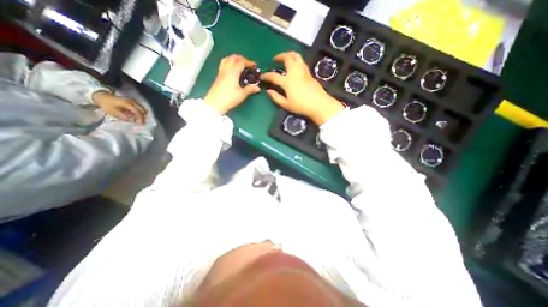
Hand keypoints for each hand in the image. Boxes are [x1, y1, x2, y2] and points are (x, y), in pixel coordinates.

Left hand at [93, 91, 146, 123]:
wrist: (103, 97)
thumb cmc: (107, 105)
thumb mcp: (113, 112)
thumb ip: (123, 116)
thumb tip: (132, 120)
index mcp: (128, 104)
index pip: (138, 112)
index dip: (140, 119)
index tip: (141, 124)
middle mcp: (133, 102)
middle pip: (143, 111)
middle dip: (143, 117)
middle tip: (140, 122)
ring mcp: (134, 101)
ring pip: (143, 109)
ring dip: (141, 115)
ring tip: (137, 119)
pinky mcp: (134, 102)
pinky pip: (140, 108)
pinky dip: (140, 112)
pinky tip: (135, 115)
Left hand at [204, 54, 260, 114]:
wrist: (215, 104)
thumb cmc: (229, 98)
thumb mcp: (242, 94)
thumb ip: (250, 89)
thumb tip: (258, 87)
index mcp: (233, 72)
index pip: (241, 62)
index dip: (249, 62)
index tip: (255, 66)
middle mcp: (226, 69)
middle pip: (233, 58)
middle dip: (242, 58)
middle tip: (248, 64)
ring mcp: (221, 72)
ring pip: (227, 59)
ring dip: (234, 59)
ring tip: (239, 64)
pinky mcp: (218, 76)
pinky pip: (223, 64)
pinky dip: (229, 62)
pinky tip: (232, 69)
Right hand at [260, 51, 341, 124]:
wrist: (319, 104)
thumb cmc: (301, 106)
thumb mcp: (286, 104)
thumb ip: (276, 97)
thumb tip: (268, 91)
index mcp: (287, 81)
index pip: (273, 76)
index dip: (266, 75)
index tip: (262, 76)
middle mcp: (295, 72)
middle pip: (287, 58)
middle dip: (280, 56)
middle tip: (275, 59)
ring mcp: (303, 72)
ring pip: (297, 56)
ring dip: (290, 54)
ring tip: (286, 58)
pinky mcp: (310, 74)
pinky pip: (302, 62)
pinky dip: (297, 61)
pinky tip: (295, 67)